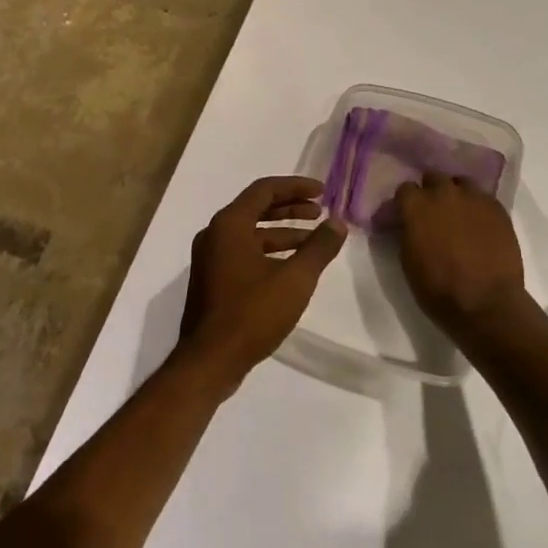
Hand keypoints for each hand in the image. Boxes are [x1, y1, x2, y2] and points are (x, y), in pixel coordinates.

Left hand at [178, 176, 346, 394]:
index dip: (295, 187)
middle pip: (256, 208)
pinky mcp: (212, 279)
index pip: (264, 190)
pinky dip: (269, 251)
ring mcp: (210, 258)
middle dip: (290, 208)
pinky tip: (291, 266)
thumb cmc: (252, 313)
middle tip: (320, 212)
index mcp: (229, 224)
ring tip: (313, 241)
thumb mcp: (294, 279)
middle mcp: (215, 234)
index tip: (323, 192)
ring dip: (282, 232)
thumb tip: (338, 223)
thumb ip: (318, 248)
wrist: (209, 360)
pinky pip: (243, 252)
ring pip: (251, 233)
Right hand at [394, 172, 527, 332]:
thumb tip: (409, 223)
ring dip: (456, 194)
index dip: (406, 202)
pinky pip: (483, 198)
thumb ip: (408, 232)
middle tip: (433, 213)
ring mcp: (474, 199)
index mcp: (417, 207)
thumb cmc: (438, 289)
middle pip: (434, 178)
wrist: (487, 304)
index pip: (405, 189)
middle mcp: (444, 193)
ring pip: (461, 183)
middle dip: (431, 191)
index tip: (407, 215)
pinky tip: (479, 225)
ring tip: (459, 215)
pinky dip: (478, 207)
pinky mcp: (498, 209)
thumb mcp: (408, 261)